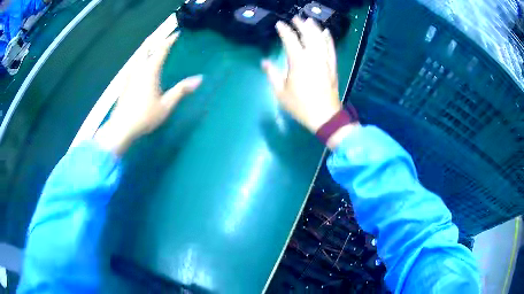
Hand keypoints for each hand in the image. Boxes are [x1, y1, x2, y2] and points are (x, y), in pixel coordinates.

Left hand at [95, 17, 201, 155]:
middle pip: (146, 48)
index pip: (161, 50)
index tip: (177, 34)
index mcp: (150, 71)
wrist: (121, 128)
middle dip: (155, 41)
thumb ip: (181, 90)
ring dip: (146, 50)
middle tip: (163, 39)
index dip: (170, 40)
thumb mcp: (166, 105)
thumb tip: (199, 79)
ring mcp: (129, 75)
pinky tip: (140, 67)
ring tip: (153, 49)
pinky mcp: (124, 83)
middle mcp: (139, 69)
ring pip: (138, 56)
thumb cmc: (144, 116)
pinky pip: (133, 65)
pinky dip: (140, 60)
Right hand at [262, 17, 356, 148]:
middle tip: (296, 18)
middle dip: (301, 25)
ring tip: (309, 20)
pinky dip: (328, 39)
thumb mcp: (281, 92)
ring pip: (321, 39)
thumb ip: (272, 74)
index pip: (290, 40)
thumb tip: (264, 62)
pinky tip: (326, 33)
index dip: (284, 30)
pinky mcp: (332, 66)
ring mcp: (325, 61)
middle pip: (308, 35)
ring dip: (315, 28)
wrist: (325, 116)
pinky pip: (331, 49)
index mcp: (298, 62)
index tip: (279, 24)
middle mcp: (313, 57)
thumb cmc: (300, 105)